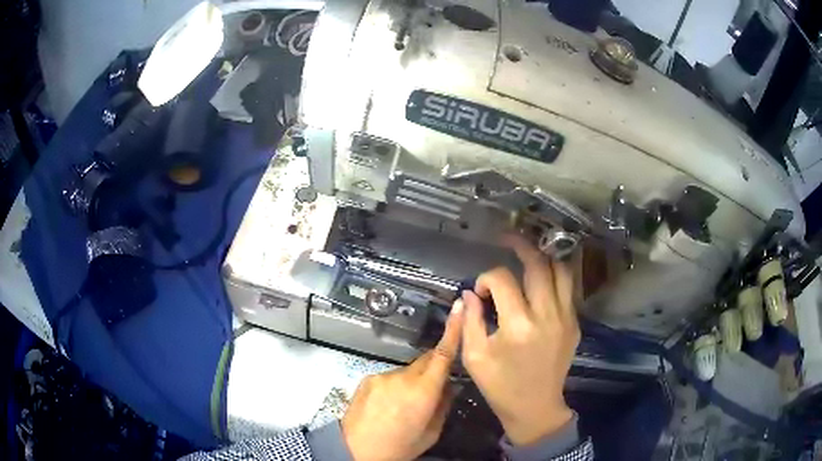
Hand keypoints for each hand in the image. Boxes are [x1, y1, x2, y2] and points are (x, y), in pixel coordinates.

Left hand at [341, 300, 464, 459]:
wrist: (353, 450)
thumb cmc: (398, 447)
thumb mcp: (430, 433)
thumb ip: (443, 406)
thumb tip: (448, 387)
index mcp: (423, 392)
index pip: (442, 355)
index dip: (453, 330)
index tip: (459, 307)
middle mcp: (402, 377)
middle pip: (426, 361)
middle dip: (434, 368)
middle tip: (436, 388)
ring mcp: (382, 375)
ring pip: (407, 371)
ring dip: (412, 382)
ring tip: (405, 406)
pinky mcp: (368, 378)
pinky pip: (390, 377)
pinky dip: (395, 386)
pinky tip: (388, 405)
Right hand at [461, 234, 580, 445]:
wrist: (535, 408)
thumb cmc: (500, 386)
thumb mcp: (474, 357)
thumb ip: (470, 321)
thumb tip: (469, 293)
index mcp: (518, 326)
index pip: (502, 280)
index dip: (486, 278)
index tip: (479, 291)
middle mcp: (547, 315)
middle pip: (538, 265)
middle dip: (520, 246)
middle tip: (507, 239)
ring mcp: (566, 318)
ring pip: (561, 271)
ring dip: (543, 257)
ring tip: (529, 252)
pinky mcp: (574, 324)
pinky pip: (568, 289)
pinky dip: (555, 276)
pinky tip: (542, 277)